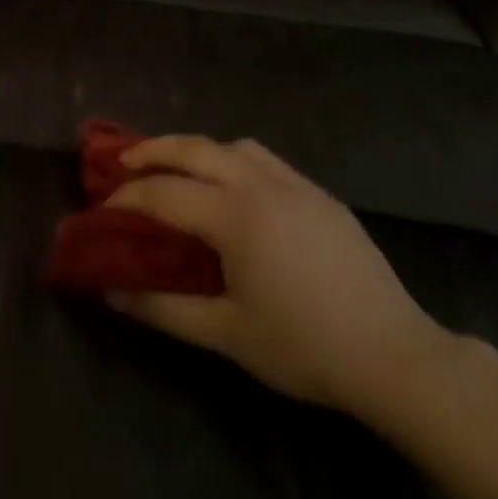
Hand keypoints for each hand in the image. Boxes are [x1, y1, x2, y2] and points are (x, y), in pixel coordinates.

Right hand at [105, 135, 461, 425]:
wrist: (393, 352)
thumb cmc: (304, 347)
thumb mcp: (227, 334)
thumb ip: (164, 309)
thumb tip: (112, 291)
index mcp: (235, 215)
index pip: (165, 193)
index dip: (129, 198)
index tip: (104, 207)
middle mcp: (260, 184)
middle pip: (195, 148)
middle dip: (154, 150)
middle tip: (125, 163)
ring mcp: (295, 184)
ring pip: (234, 146)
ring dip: (198, 150)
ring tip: (180, 171)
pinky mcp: (320, 194)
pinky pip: (267, 160)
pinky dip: (235, 160)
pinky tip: (238, 190)